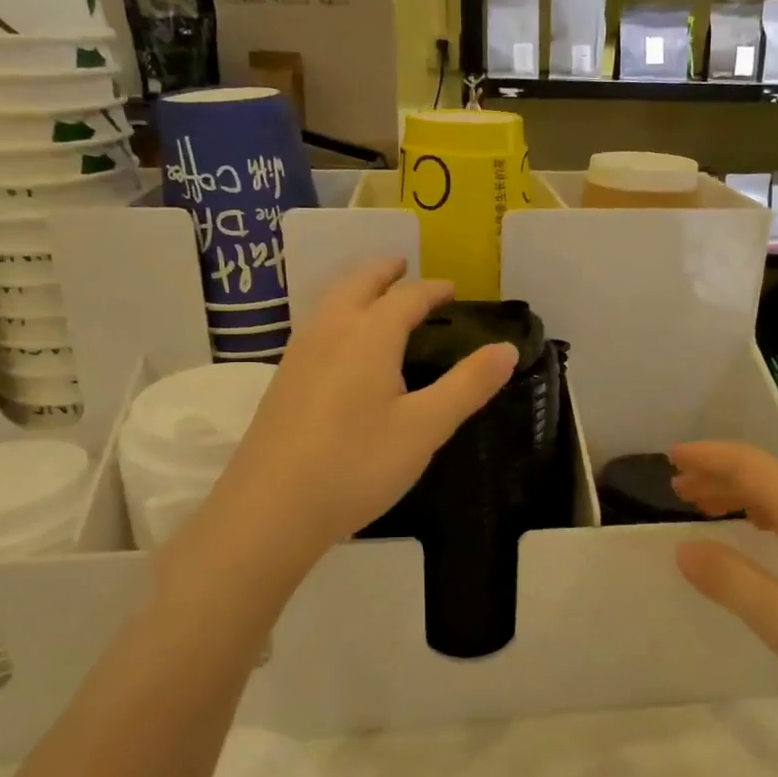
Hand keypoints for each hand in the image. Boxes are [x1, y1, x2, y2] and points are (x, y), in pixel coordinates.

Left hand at [190, 258, 517, 568]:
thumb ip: (468, 385)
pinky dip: (338, 314)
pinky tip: (341, 346)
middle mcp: (329, 332)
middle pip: (357, 283)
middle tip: (403, 267)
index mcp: (368, 336)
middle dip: (384, 272)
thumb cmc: (356, 465)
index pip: (406, 297)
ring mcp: (298, 355)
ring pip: (330, 302)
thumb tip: (506, 348)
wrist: (270, 510)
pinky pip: (316, 327)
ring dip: (356, 289)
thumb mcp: (425, 428)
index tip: (452, 290)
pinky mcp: (282, 382)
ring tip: (375, 297)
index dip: (432, 290)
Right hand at [670, 441, 777, 765]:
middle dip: (721, 476)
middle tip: (678, 491)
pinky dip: (773, 517)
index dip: (709, 456)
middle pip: (771, 477)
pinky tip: (769, 542)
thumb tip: (685, 547)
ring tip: (709, 513)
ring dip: (746, 497)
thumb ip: (734, 583)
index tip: (670, 457)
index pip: (752, 466)